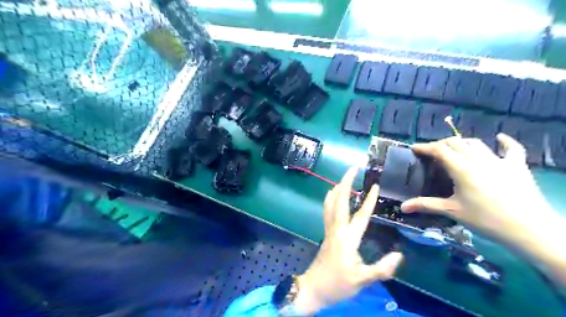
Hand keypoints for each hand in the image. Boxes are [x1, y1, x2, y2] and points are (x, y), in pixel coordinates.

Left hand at [294, 168, 403, 312]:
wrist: (313, 289)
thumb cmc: (338, 284)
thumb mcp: (362, 280)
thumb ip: (381, 269)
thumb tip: (399, 255)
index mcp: (347, 238)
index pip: (360, 215)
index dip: (368, 200)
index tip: (375, 185)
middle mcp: (336, 229)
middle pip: (339, 201)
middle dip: (345, 182)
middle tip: (353, 167)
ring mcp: (329, 230)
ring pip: (330, 204)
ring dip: (337, 188)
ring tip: (344, 177)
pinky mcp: (326, 233)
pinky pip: (327, 210)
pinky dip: (330, 199)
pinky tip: (331, 194)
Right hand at [400, 134, 555, 244]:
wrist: (529, 229)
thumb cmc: (486, 220)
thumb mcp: (452, 211)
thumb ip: (425, 205)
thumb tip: (402, 207)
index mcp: (461, 169)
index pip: (439, 150)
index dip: (425, 147)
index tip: (414, 148)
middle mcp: (479, 159)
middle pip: (456, 143)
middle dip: (440, 144)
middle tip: (431, 152)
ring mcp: (499, 161)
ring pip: (476, 143)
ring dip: (462, 142)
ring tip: (454, 148)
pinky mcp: (517, 166)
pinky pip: (511, 148)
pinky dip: (504, 141)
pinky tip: (499, 138)